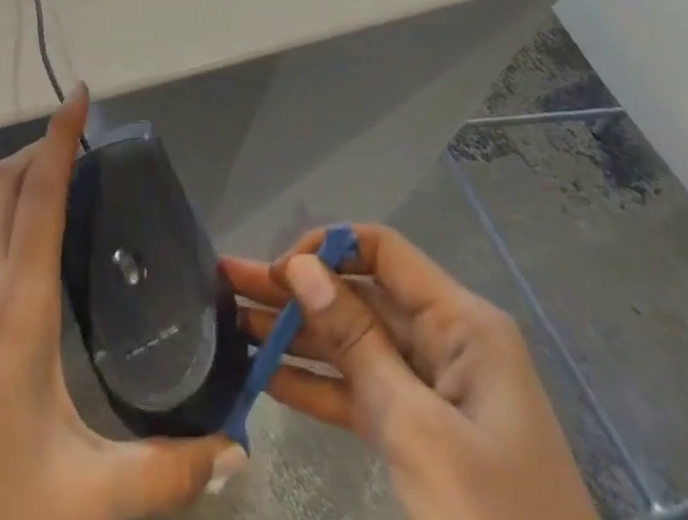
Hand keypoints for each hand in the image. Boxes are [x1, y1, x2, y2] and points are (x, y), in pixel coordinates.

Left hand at [0, 85, 242, 519]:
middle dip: (36, 150)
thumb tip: (236, 452)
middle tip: (74, 145)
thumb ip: (166, 473)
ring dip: (5, 181)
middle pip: (1, 184)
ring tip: (40, 185)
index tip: (80, 95)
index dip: (61, 136)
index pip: (41, 192)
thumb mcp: (84, 499)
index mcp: (17, 304)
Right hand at [223, 225, 595, 519]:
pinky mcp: (422, 437)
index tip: (277, 273)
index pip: (382, 252)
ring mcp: (434, 393)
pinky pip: (360, 392)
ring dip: (294, 335)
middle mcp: (446, 344)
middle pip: (359, 296)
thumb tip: (303, 266)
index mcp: (461, 325)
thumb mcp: (417, 430)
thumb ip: (356, 342)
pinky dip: (315, 384)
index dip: (327, 249)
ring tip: (230, 322)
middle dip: (295, 290)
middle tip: (226, 283)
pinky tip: (264, 375)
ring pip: (352, 344)